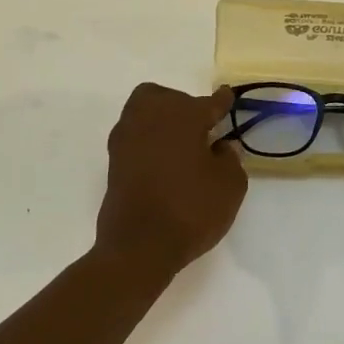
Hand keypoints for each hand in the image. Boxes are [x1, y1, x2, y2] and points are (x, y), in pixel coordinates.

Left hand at [95, 83, 247, 275]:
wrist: (139, 246)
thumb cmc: (191, 210)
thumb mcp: (230, 186)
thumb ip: (230, 159)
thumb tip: (219, 147)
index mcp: (182, 115)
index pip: (208, 103)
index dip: (221, 102)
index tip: (227, 97)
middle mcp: (150, 117)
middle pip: (166, 98)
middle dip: (183, 106)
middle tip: (201, 129)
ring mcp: (127, 138)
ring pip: (144, 112)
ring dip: (162, 121)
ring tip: (182, 145)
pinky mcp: (114, 161)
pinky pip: (135, 137)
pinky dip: (150, 141)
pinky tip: (164, 161)